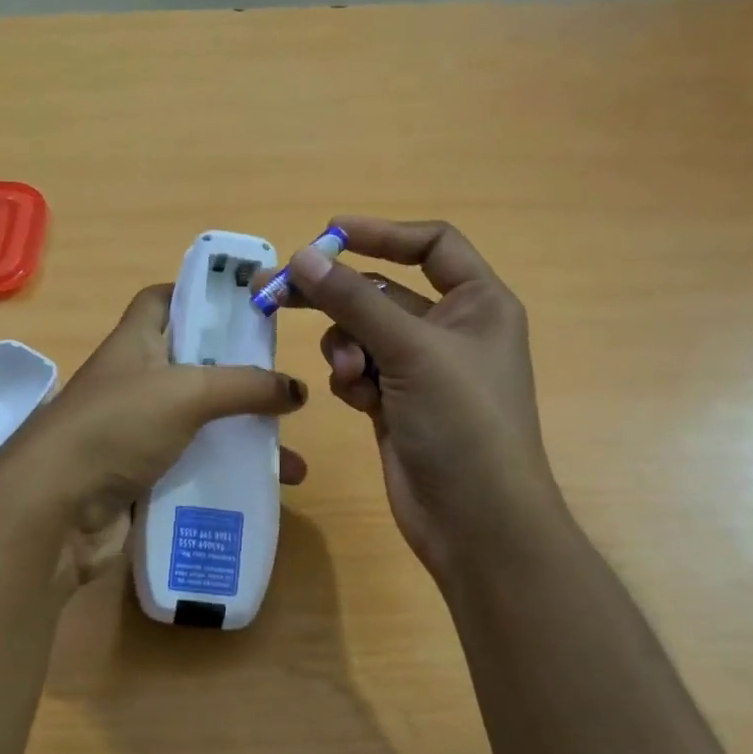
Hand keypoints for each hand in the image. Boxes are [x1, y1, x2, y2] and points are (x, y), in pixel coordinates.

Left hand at [0, 284, 308, 586]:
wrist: (55, 509)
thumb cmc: (116, 427)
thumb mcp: (186, 393)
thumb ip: (245, 387)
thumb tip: (297, 389)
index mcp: (135, 344)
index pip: (163, 300)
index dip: (199, 294)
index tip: (246, 306)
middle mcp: (135, 384)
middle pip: (194, 368)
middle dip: (240, 380)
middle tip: (285, 391)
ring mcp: (136, 435)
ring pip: (200, 428)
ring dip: (242, 442)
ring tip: (290, 461)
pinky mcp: (142, 480)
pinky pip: (192, 472)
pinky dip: (224, 480)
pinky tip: (264, 494)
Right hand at [280, 218, 562, 583]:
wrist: (474, 519)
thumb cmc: (462, 422)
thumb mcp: (411, 350)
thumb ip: (354, 300)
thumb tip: (303, 256)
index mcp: (477, 304)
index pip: (431, 245)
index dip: (382, 234)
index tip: (328, 234)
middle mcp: (450, 330)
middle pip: (382, 291)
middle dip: (336, 294)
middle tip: (275, 290)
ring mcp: (421, 370)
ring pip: (363, 335)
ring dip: (347, 349)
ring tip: (351, 376)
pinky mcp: (395, 404)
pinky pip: (360, 372)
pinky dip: (352, 381)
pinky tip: (359, 403)